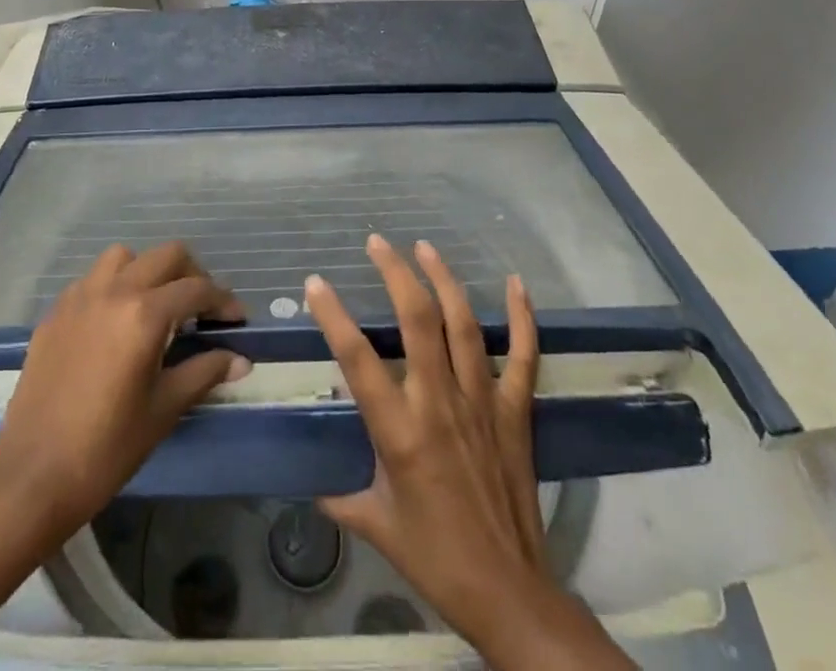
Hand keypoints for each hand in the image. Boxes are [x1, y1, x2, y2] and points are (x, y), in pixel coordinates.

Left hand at [0, 242, 250, 532]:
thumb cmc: (106, 448)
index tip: (236, 319)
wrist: (31, 478)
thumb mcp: (164, 410)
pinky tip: (116, 322)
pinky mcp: (55, 313)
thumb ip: (204, 372)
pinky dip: (114, 286)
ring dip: (148, 271)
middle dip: (192, 274)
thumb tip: (241, 360)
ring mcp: (80, 297)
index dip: (223, 300)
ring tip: (156, 305)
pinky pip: (92, 279)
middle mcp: (114, 291)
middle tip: (202, 308)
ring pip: (124, 257)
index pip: (196, 289)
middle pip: (166, 255)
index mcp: (144, 314)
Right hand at [307, 235, 633, 668]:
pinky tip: (515, 282)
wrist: (509, 594)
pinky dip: (522, 316)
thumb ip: (340, 494)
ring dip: (443, 278)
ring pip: (464, 324)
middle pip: (418, 320)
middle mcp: (440, 403)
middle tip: (377, 242)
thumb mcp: (376, 525)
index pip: (358, 359)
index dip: (334, 315)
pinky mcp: (516, 411)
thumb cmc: (435, 559)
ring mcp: (483, 401)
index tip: (315, 282)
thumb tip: (312, 479)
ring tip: (424, 246)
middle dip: (396, 273)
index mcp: (400, 431)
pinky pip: (524, 354)